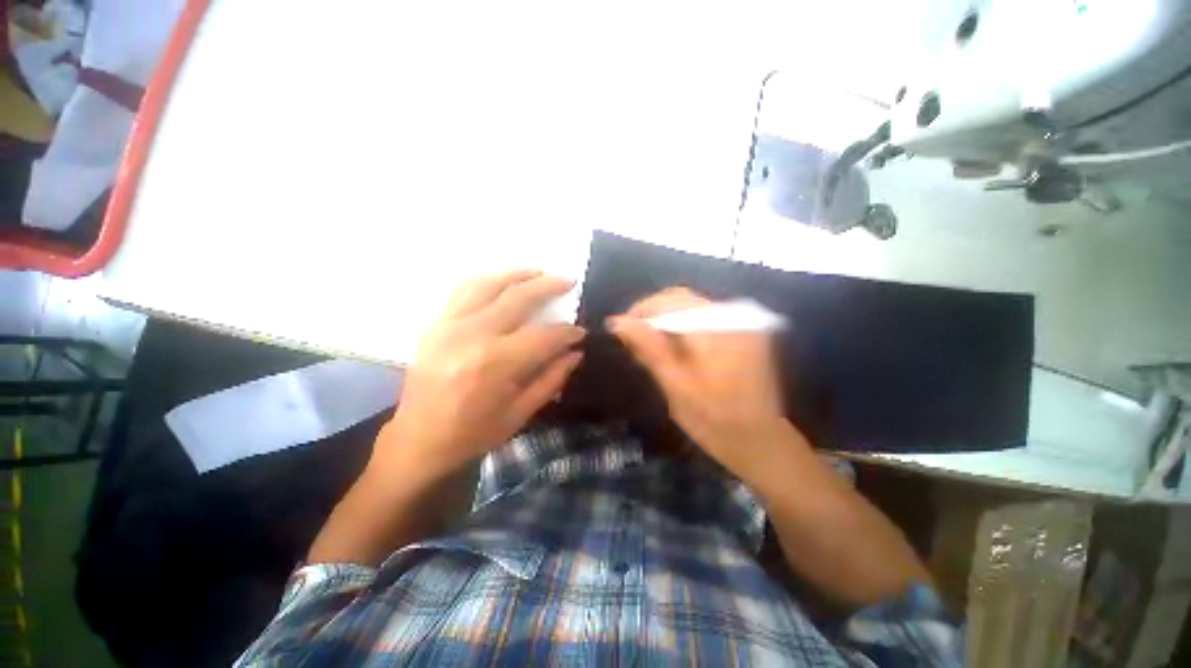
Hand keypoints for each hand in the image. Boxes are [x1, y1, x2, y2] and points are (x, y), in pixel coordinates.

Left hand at [375, 270, 584, 476]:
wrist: (417, 441)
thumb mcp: (520, 413)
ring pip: (488, 284)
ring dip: (517, 275)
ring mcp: (448, 325)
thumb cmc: (472, 434)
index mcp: (495, 364)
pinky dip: (487, 280)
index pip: (543, 336)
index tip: (580, 331)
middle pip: (517, 298)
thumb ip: (551, 379)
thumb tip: (575, 353)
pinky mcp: (435, 324)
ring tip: (539, 272)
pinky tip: (503, 281)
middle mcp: (471, 336)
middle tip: (568, 282)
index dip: (566, 332)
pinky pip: (463, 290)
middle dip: (548, 287)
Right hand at [609, 288, 793, 481]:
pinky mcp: (746, 332)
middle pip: (681, 299)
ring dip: (667, 321)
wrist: (761, 442)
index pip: (669, 301)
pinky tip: (676, 347)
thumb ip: (648, 348)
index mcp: (715, 328)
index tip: (621, 330)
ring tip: (652, 345)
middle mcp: (732, 316)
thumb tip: (616, 322)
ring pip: (692, 307)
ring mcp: (743, 322)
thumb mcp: (674, 385)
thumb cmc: (713, 420)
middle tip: (635, 339)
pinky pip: (706, 317)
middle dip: (653, 315)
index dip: (640, 310)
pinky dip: (685, 327)